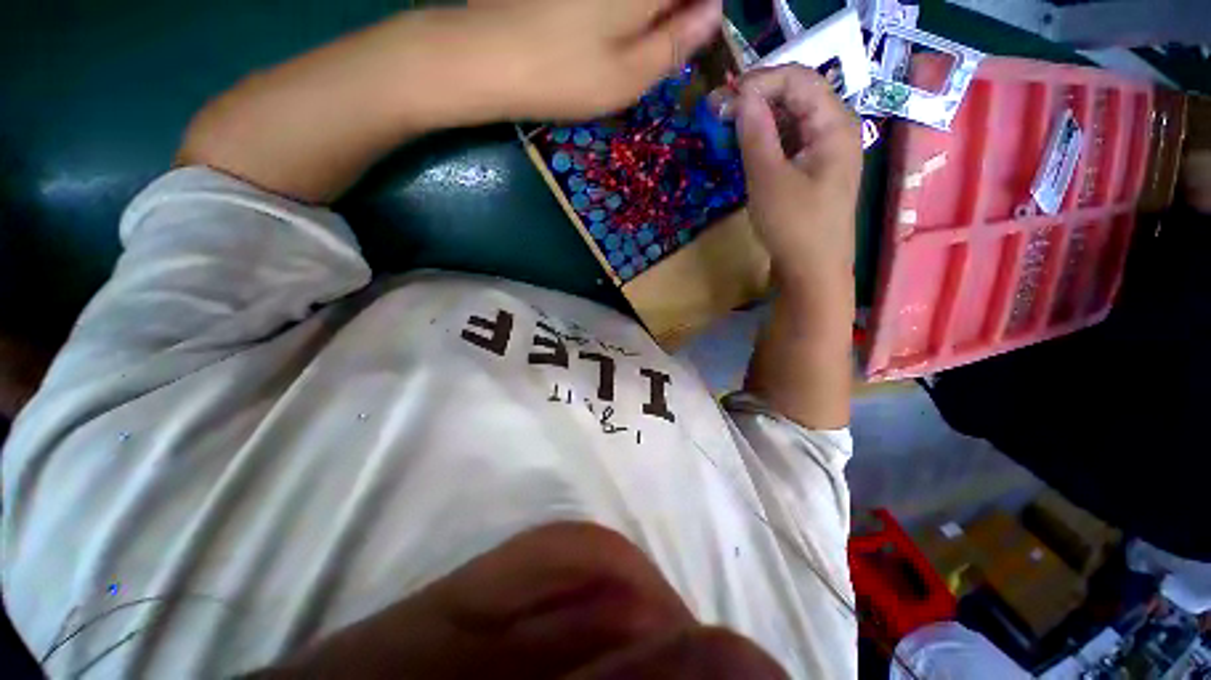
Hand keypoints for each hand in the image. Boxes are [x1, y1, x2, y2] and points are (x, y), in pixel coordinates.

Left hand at [471, 0, 722, 119]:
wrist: (487, 57)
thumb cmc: (564, 76)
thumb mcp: (628, 77)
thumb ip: (675, 44)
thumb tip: (713, 14)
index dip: (704, 8)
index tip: (697, 32)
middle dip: (676, 9)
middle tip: (667, 40)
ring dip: (651, 11)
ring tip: (637, 40)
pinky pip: (615, 0)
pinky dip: (625, 12)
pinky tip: (611, 30)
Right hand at [723, 66, 860, 429]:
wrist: (812, 272)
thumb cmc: (795, 228)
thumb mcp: (769, 180)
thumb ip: (756, 134)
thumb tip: (741, 97)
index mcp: (834, 125)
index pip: (798, 80)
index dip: (759, 81)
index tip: (723, 99)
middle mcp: (834, 130)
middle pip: (796, 96)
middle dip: (756, 98)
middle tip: (718, 113)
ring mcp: (824, 151)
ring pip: (790, 119)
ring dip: (757, 119)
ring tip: (725, 128)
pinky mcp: (812, 171)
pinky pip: (788, 143)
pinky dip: (764, 140)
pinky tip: (744, 148)